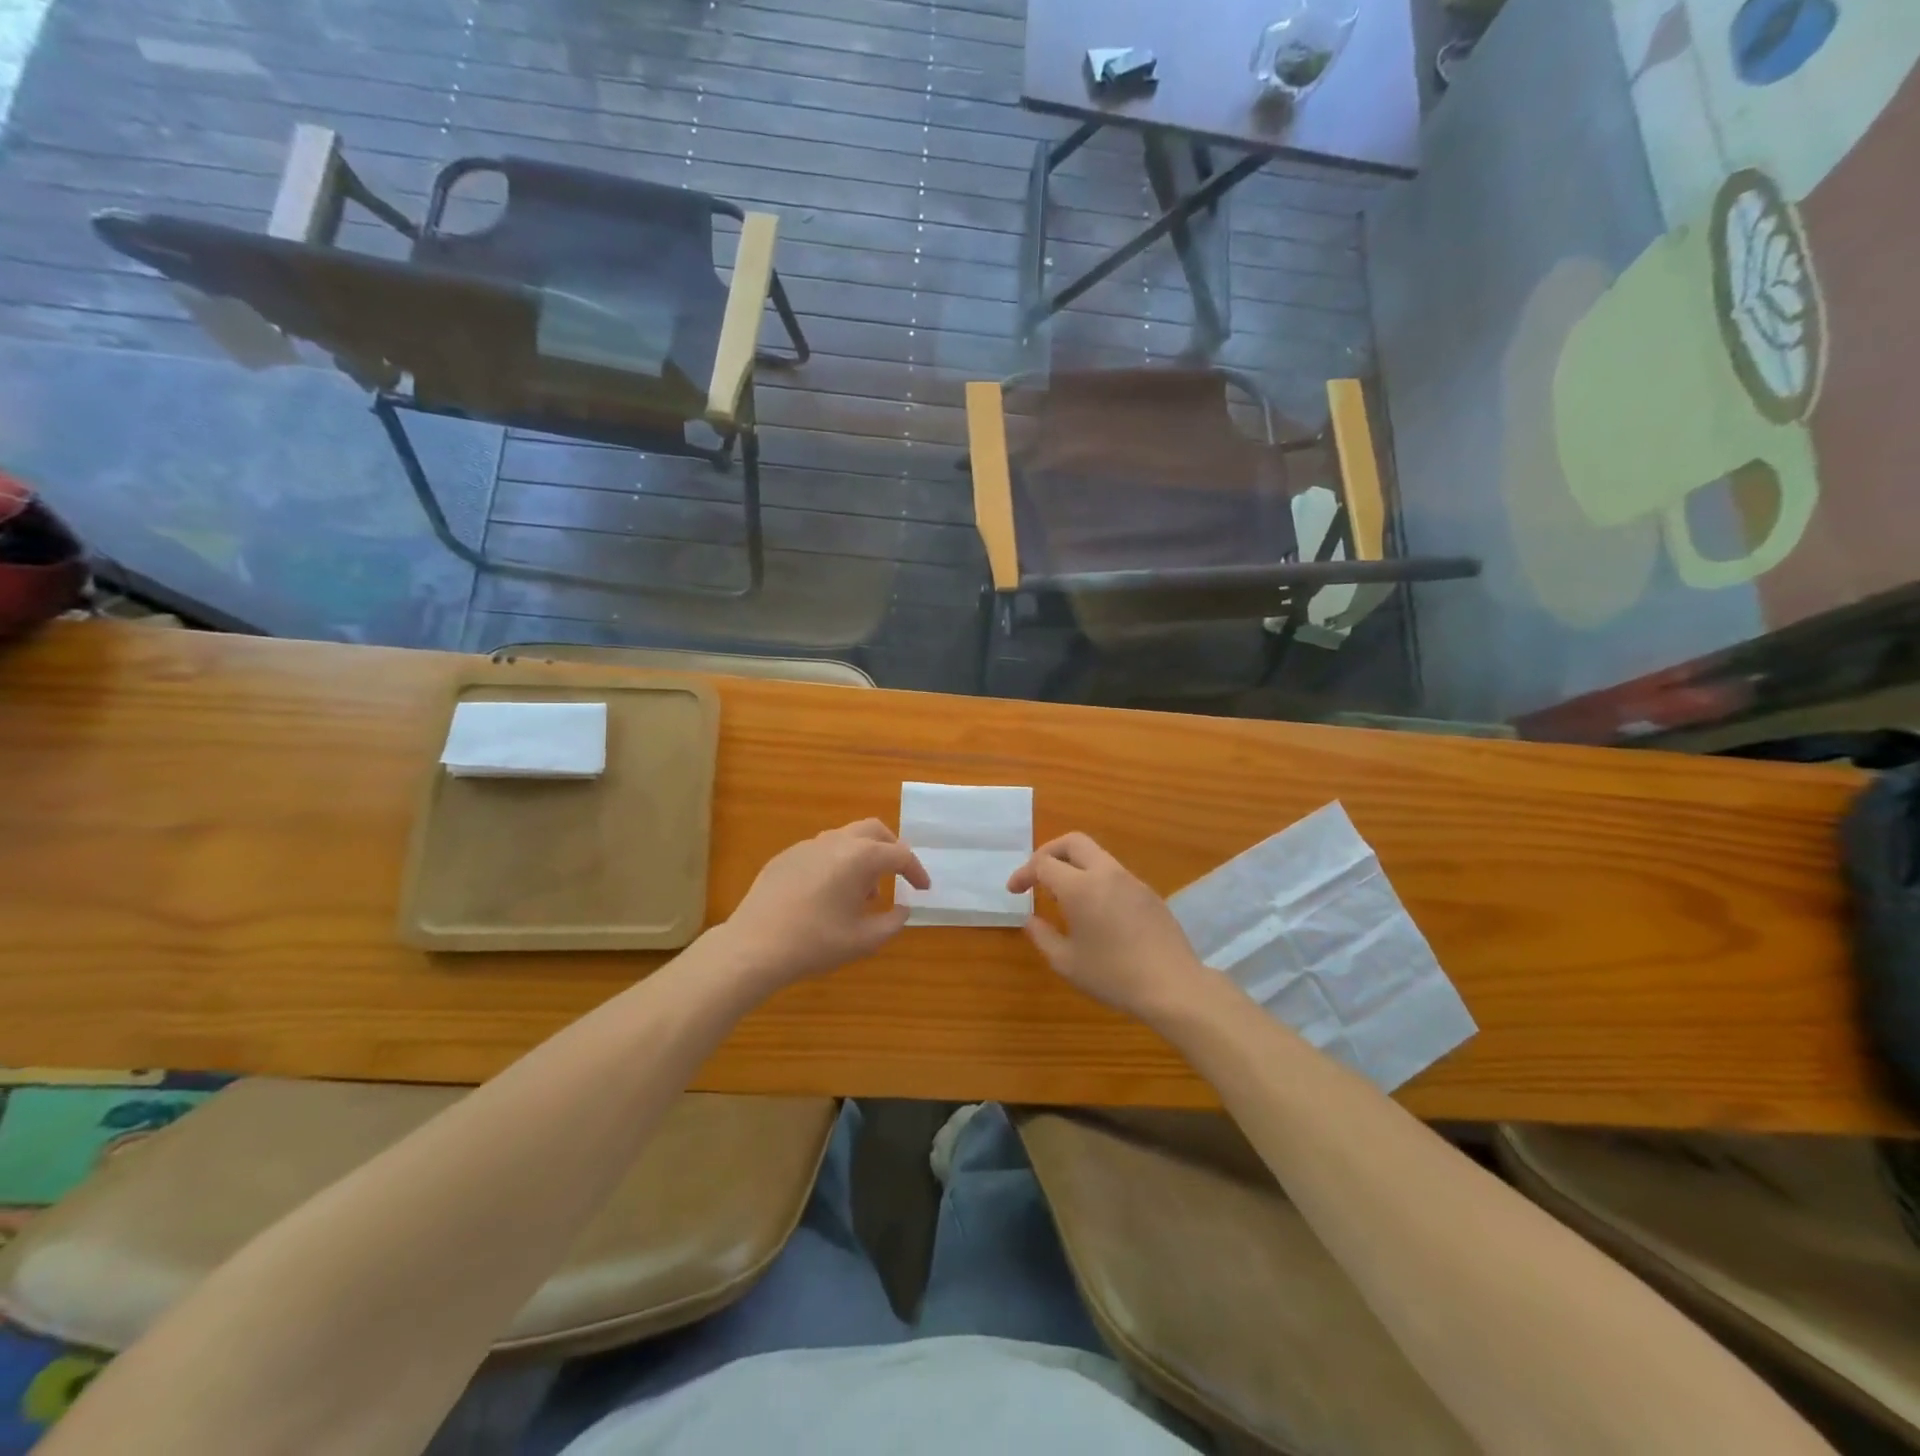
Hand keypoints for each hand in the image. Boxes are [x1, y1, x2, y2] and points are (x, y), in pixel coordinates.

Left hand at [721, 819, 929, 989]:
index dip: (916, 871)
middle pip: (874, 830)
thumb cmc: (815, 943)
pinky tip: (829, 894)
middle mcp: (836, 842)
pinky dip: (837, 863)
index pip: (899, 855)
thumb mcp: (863, 941)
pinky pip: (821, 851)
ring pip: (846, 838)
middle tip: (898, 874)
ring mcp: (807, 846)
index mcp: (860, 857)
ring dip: (863, 857)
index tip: (923, 889)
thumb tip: (902, 909)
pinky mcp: (785, 857)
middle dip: (891, 849)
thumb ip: (892, 922)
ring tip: (863, 892)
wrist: (753, 946)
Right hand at [1007, 833, 1209, 1025]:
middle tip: (1036, 875)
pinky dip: (1095, 880)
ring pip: (1096, 855)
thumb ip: (1042, 936)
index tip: (1014, 891)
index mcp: (1080, 887)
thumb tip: (1031, 919)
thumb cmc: (1113, 976)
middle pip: (1073, 842)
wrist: (1173, 987)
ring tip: (1063, 896)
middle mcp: (1106, 874)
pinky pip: (1114, 874)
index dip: (1024, 873)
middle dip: (1049, 852)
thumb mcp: (1066, 963)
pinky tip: (1094, 910)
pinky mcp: (1148, 893)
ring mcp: (1131, 881)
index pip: (1043, 864)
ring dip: (1074, 866)